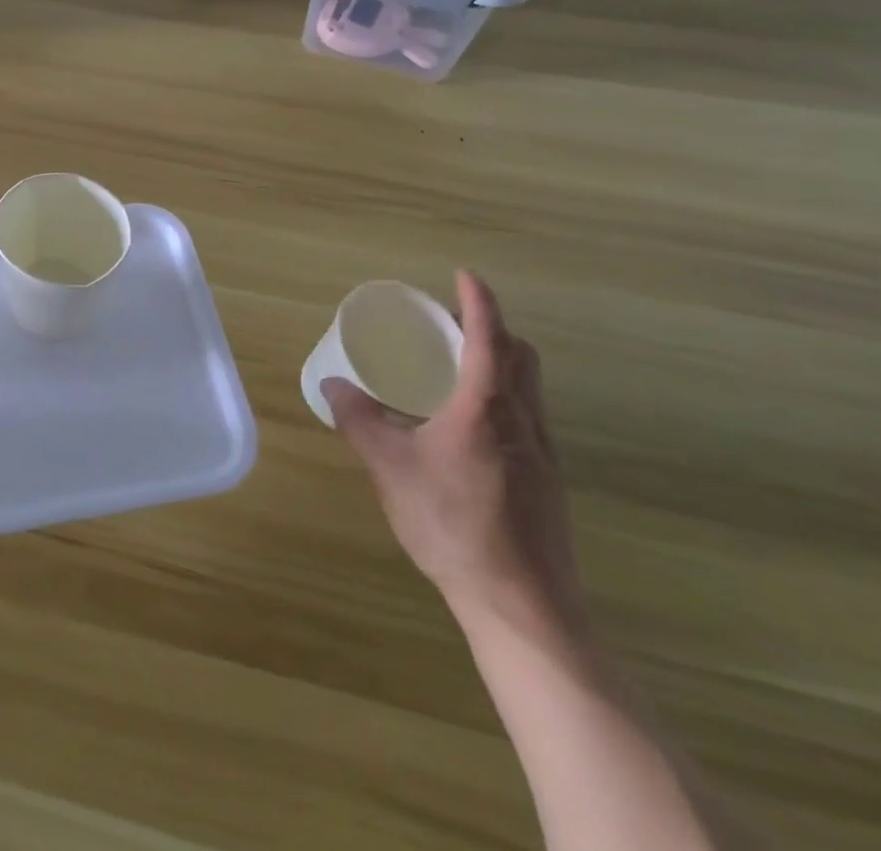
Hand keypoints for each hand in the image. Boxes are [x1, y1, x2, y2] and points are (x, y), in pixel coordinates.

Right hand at [323, 271, 581, 637]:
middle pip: (521, 356)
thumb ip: (359, 420)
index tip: (463, 274)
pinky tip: (470, 428)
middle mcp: (523, 420)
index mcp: (486, 407)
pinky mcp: (548, 482)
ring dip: (502, 362)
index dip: (478, 300)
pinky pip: (529, 417)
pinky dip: (505, 397)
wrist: (522, 605)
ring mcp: (543, 453)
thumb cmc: (452, 524)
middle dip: (494, 328)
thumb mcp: (390, 467)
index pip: (489, 336)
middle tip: (452, 324)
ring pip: (530, 388)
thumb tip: (332, 384)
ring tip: (458, 369)